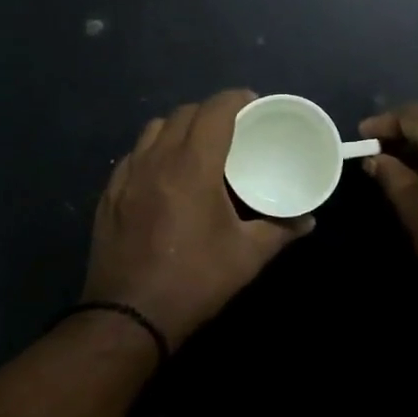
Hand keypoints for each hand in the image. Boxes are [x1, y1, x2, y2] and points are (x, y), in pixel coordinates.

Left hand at [84, 89, 312, 345]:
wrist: (129, 318)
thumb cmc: (194, 281)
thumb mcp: (247, 257)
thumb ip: (281, 231)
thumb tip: (308, 222)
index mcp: (192, 166)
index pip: (214, 110)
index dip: (236, 99)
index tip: (253, 104)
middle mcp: (156, 160)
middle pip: (184, 114)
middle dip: (210, 112)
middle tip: (232, 129)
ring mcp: (127, 176)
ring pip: (153, 129)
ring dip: (179, 127)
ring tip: (197, 147)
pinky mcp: (109, 195)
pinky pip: (134, 156)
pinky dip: (153, 152)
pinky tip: (164, 175)